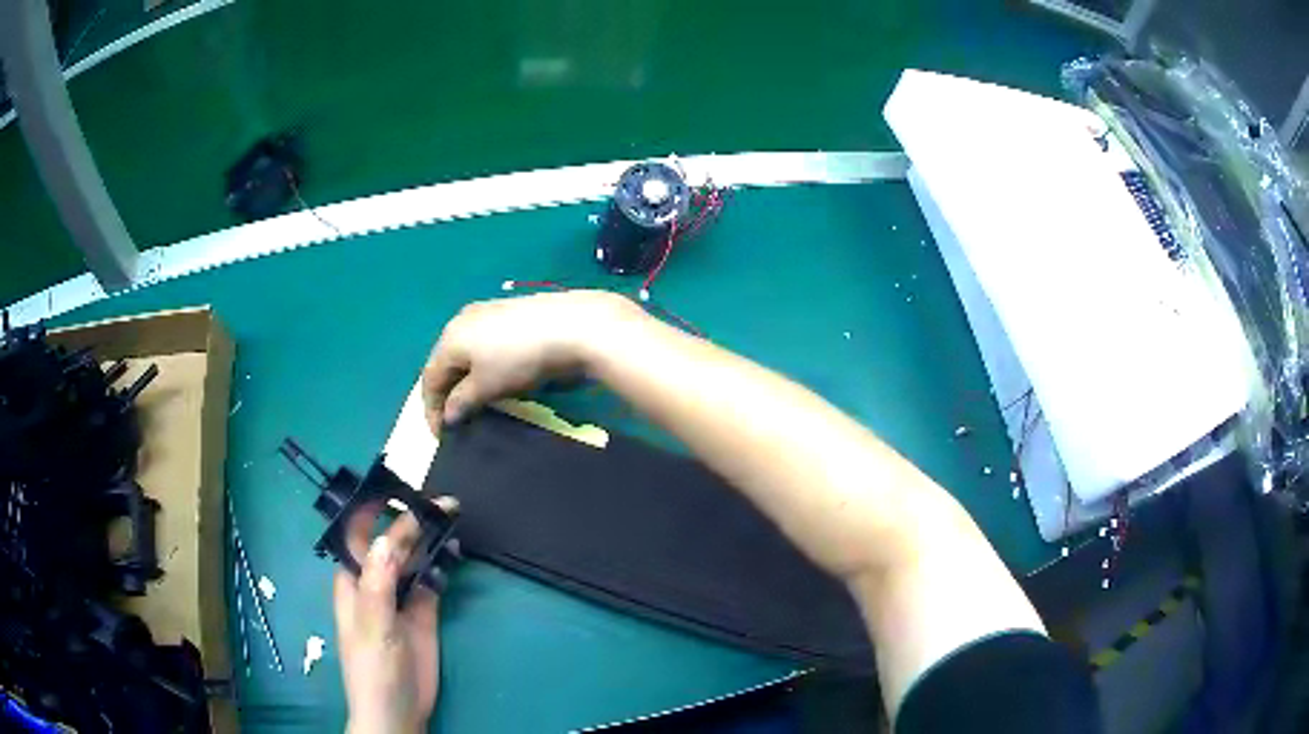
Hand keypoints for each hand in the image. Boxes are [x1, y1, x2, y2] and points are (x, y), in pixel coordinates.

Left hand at [334, 498, 457, 733]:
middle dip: (410, 517)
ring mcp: (401, 596)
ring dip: (430, 537)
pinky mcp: (424, 611)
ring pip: (413, 557)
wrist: (399, 710)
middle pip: (391, 541)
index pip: (362, 534)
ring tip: (452, 514)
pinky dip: (443, 563)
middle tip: (441, 499)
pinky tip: (456, 550)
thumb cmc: (373, 667)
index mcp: (353, 579)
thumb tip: (391, 537)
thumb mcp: (373, 625)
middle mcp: (375, 580)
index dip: (376, 509)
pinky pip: (433, 579)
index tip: (402, 487)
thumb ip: (379, 582)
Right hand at [422, 291, 637, 432]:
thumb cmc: (520, 359)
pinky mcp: (511, 313)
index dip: (432, 410)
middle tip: (456, 421)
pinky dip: (484, 366)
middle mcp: (462, 320)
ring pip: (466, 353)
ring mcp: (487, 313)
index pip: (430, 378)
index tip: (441, 436)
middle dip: (448, 394)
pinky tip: (496, 378)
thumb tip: (448, 415)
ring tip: (476, 404)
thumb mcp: (487, 387)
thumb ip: (462, 402)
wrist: (573, 327)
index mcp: (450, 337)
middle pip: (446, 362)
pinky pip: (485, 345)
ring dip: (466, 380)